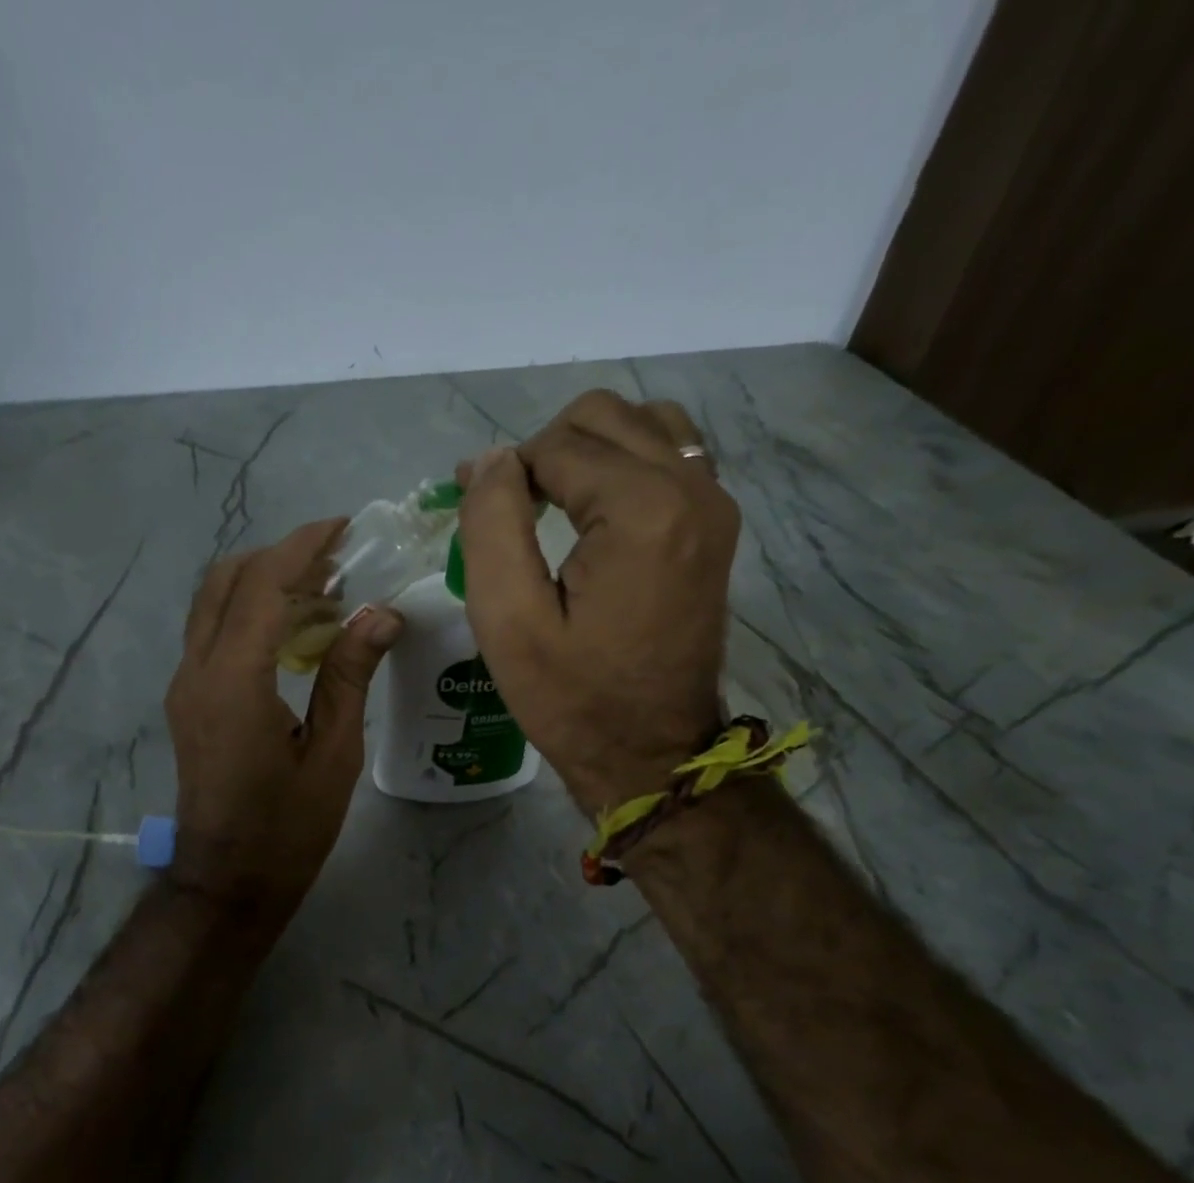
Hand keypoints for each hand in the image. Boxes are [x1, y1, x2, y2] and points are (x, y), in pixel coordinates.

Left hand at [165, 520, 401, 918]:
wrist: (229, 881)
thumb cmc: (288, 828)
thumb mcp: (333, 753)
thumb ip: (349, 675)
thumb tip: (381, 613)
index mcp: (234, 681)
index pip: (263, 586)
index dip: (302, 547)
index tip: (342, 527)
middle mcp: (196, 671)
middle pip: (226, 581)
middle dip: (280, 557)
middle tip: (337, 561)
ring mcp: (186, 685)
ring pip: (214, 604)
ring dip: (264, 583)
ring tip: (325, 591)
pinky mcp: (189, 700)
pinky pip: (215, 634)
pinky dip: (252, 613)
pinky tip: (297, 632)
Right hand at [457, 390, 740, 812]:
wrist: (652, 754)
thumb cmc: (573, 699)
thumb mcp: (508, 621)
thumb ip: (492, 524)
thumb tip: (493, 460)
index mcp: (642, 511)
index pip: (557, 445)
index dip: (505, 472)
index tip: (476, 512)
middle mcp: (692, 489)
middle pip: (604, 416)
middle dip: (545, 451)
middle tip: (512, 512)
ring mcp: (714, 505)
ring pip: (642, 425)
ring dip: (588, 450)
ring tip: (554, 505)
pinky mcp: (717, 527)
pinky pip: (671, 456)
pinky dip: (626, 464)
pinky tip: (598, 512)